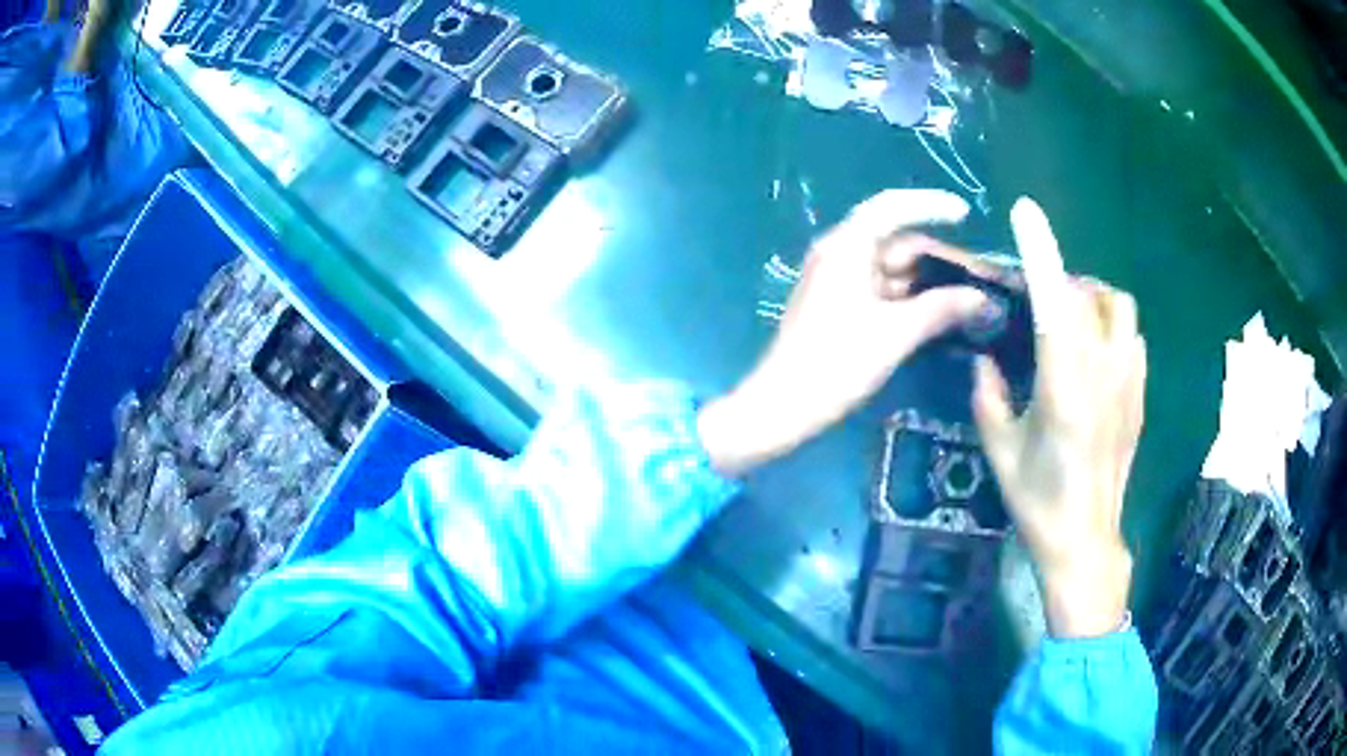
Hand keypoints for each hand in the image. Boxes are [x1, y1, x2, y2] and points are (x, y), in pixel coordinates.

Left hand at [699, 189, 988, 476]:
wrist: (783, 407)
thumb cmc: (837, 363)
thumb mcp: (897, 333)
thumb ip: (942, 309)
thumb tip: (983, 299)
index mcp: (847, 247)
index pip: (892, 208)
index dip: (931, 205)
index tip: (966, 214)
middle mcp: (840, 254)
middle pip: (896, 241)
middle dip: (938, 257)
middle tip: (979, 279)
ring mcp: (837, 281)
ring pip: (892, 269)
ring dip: (927, 282)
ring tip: (969, 301)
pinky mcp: (838, 306)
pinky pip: (882, 290)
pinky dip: (910, 299)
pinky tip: (939, 317)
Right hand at [972, 198, 1146, 638]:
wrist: (1086, 539)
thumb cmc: (1038, 499)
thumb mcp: (999, 449)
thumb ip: (987, 395)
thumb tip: (984, 358)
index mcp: (1062, 382)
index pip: (1053, 298)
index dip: (1040, 249)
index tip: (1026, 211)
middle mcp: (1102, 371)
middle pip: (1088, 294)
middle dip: (1062, 283)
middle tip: (1039, 302)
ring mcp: (1128, 381)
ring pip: (1120, 309)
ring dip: (1094, 300)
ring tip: (1073, 322)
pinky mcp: (1140, 395)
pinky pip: (1132, 338)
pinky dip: (1113, 329)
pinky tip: (1097, 356)